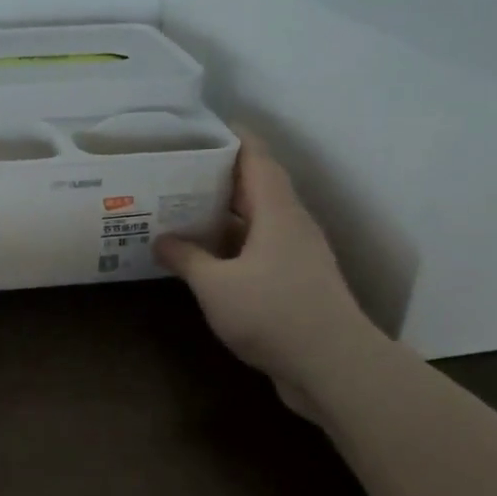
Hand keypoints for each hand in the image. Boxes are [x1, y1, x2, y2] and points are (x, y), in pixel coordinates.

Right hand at [154, 133, 374, 389]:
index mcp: (277, 211)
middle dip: (218, 175)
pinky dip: (232, 245)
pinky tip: (204, 257)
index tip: (201, 127)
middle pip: (256, 186)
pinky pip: (259, 250)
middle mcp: (291, 225)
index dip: (232, 137)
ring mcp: (297, 255)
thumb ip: (187, 258)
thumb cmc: (274, 313)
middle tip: (176, 169)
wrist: (335, 368)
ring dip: (223, 214)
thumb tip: (162, 240)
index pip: (256, 157)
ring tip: (181, 208)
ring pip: (257, 220)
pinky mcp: (296, 283)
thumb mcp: (216, 285)